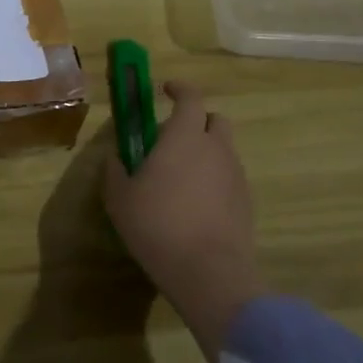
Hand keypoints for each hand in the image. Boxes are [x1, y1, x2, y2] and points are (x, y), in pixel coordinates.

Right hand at [102, 80, 261, 362]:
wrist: (209, 272)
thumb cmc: (157, 225)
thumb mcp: (119, 198)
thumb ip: (115, 172)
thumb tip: (115, 159)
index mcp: (184, 137)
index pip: (191, 97)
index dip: (179, 89)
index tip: (166, 89)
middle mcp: (216, 148)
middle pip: (215, 120)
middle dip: (197, 121)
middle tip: (173, 137)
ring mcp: (236, 175)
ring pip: (223, 150)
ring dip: (205, 152)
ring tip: (181, 177)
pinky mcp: (247, 202)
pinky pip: (229, 177)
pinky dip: (214, 179)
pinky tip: (196, 204)